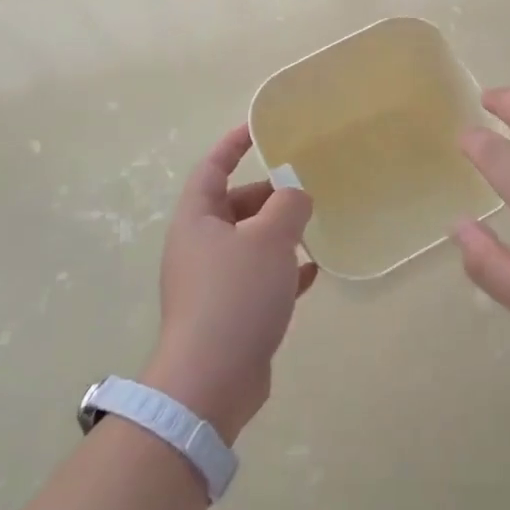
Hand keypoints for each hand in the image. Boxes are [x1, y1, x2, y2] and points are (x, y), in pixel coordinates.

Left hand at [142, 124, 315, 443]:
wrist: (212, 380)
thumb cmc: (236, 295)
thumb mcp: (269, 239)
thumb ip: (288, 206)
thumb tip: (296, 194)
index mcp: (197, 220)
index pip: (212, 168)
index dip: (233, 145)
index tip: (258, 129)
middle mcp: (199, 246)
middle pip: (233, 206)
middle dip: (267, 195)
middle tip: (303, 190)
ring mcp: (212, 283)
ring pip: (249, 244)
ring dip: (278, 234)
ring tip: (313, 227)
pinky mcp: (228, 313)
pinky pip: (258, 279)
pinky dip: (282, 270)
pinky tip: (312, 271)